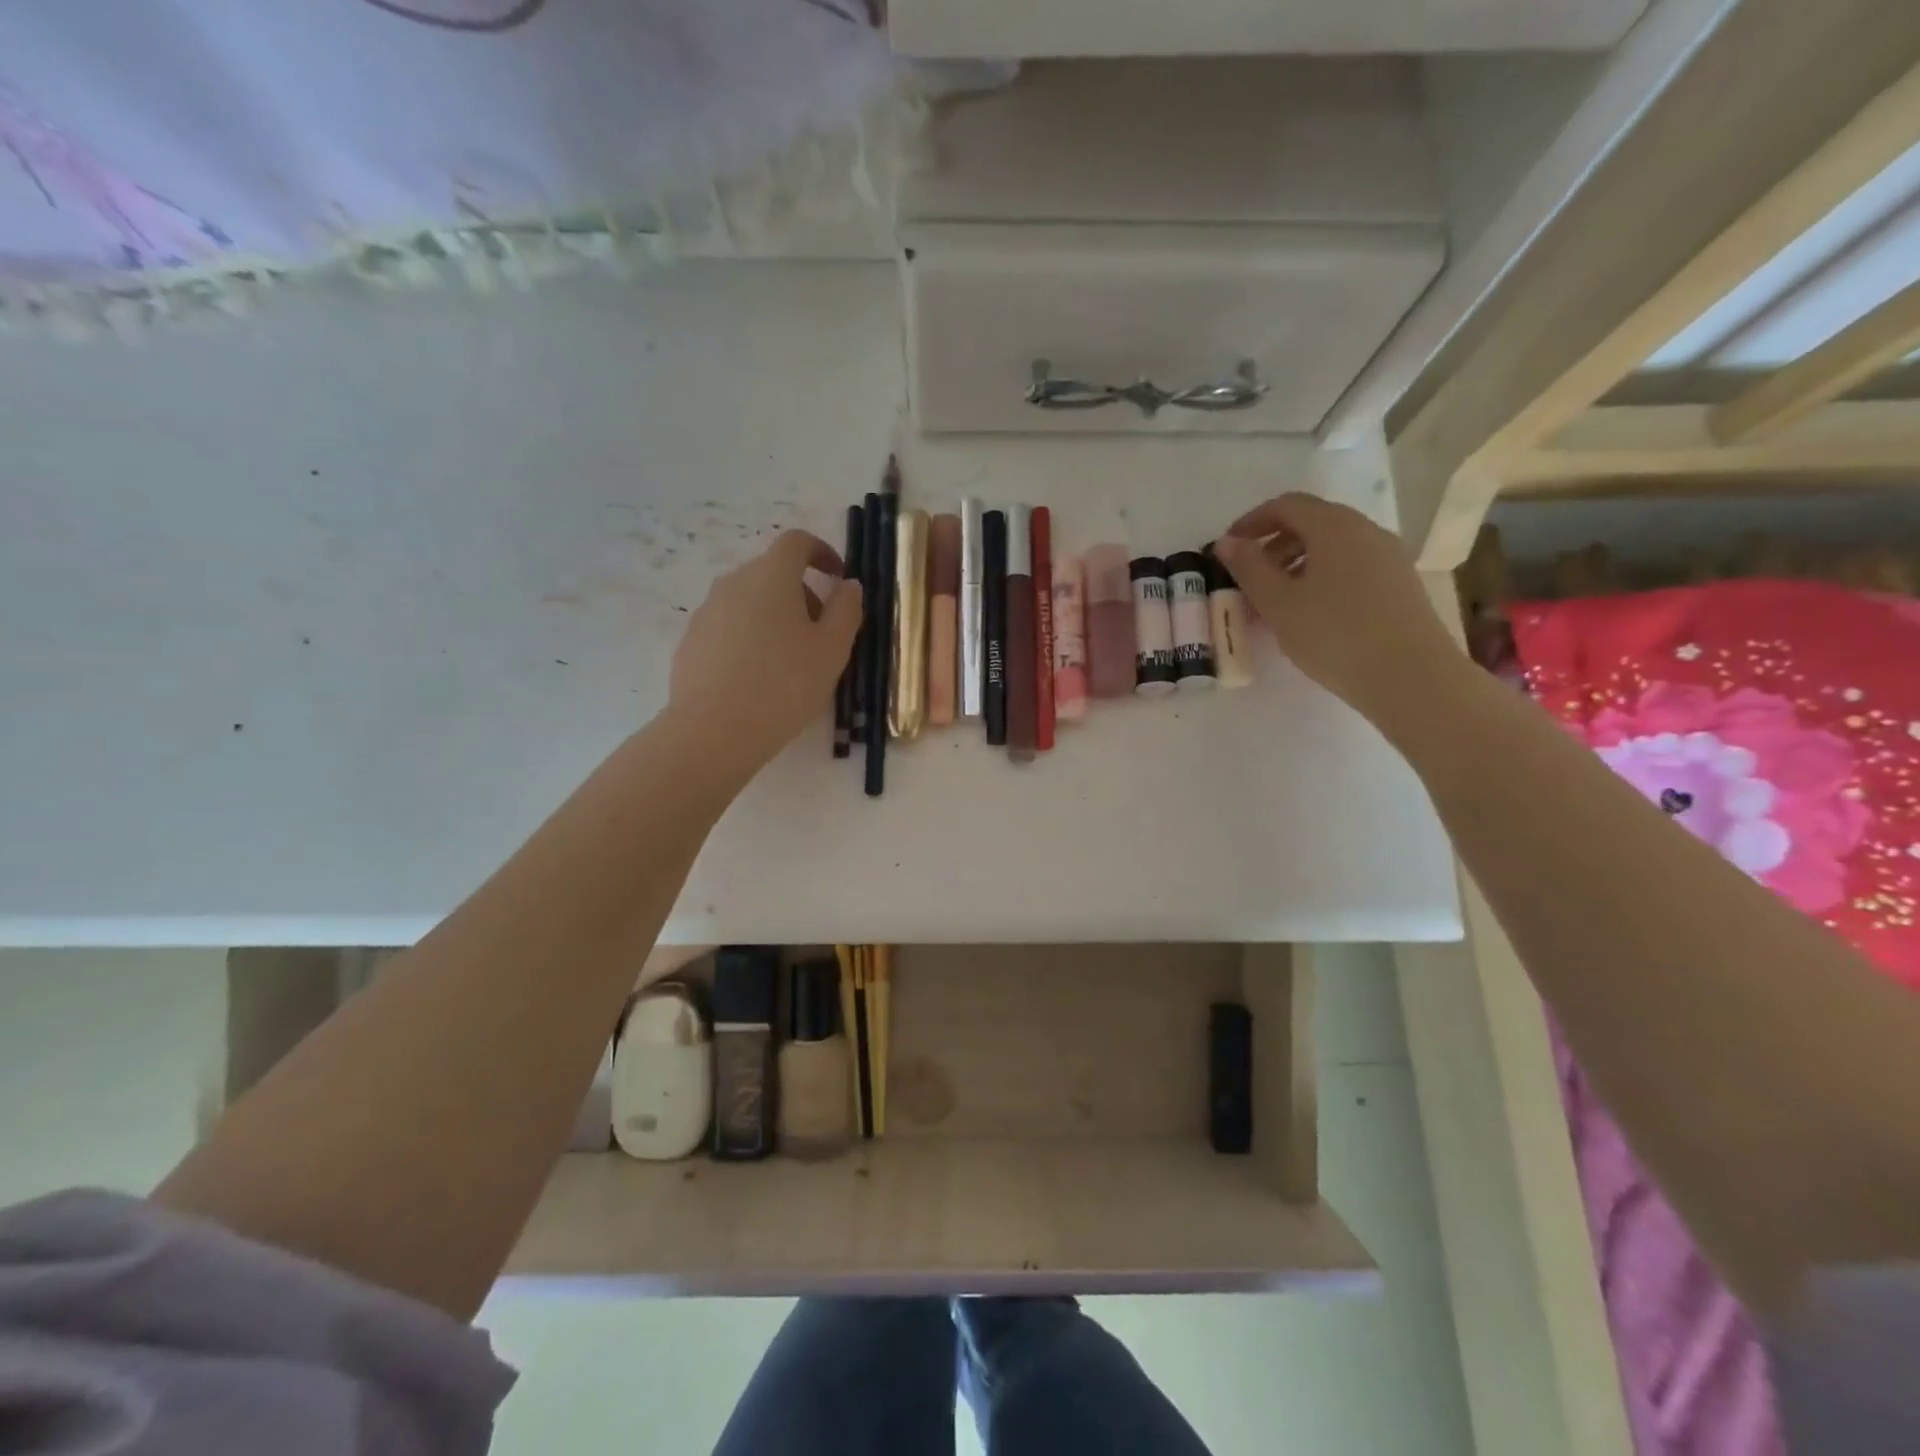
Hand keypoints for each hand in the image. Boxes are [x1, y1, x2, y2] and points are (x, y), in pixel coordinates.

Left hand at [668, 529, 862, 777]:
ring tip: (791, 662)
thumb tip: (849, 585)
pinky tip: (759, 679)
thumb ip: (846, 610)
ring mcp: (706, 612)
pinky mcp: (691, 642)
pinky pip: (729, 628)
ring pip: (749, 601)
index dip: (822, 553)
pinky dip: (750, 639)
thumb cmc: (784, 685)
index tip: (838, 580)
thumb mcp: (832, 650)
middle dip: (802, 594)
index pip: (796, 542)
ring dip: (775, 618)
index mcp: (771, 576)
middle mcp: (733, 583)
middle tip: (822, 634)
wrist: (714, 731)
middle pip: (772, 573)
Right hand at [1214, 494, 1463, 726]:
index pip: (1287, 505)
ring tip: (1273, 604)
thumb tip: (1227, 542)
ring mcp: (1388, 557)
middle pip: (1311, 524)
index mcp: (1335, 526)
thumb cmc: (1334, 634)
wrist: (1410, 676)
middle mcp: (1366, 531)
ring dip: (1295, 567)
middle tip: (1247, 580)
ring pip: (1331, 549)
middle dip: (1273, 547)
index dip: (1252, 521)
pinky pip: (1350, 568)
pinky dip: (1320, 580)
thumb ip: (1249, 568)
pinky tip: (1308, 616)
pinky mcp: (1399, 585)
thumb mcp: (1278, 603)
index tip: (1228, 548)